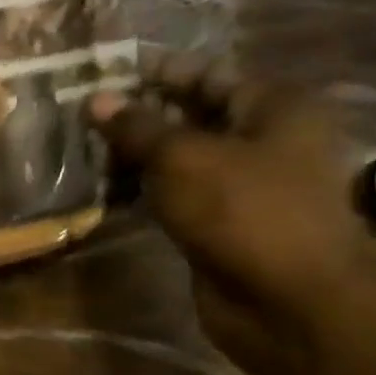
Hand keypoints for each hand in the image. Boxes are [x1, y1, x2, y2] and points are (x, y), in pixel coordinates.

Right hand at [90, 52, 375, 374]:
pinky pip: (178, 193)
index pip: (209, 75)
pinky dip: (146, 189)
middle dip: (142, 115)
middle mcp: (267, 140)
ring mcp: (247, 185)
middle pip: (195, 115)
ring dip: (138, 155)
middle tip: (86, 116)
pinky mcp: (225, 222)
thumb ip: (136, 126)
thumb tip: (95, 99)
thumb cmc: (244, 211)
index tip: (106, 74)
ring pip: (183, 158)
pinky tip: (108, 189)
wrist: (289, 301)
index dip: (158, 73)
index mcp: (275, 109)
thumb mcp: (182, 158)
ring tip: (86, 151)